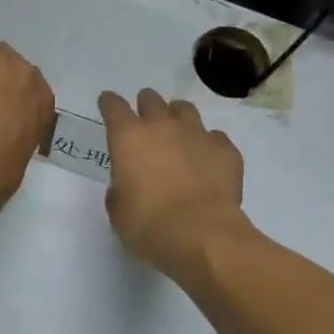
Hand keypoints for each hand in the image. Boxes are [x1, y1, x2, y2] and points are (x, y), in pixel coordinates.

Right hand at [97, 89, 247, 278]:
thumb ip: (119, 190)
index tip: (108, 102)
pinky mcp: (225, 150)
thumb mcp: (119, 211)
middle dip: (146, 105)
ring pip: (185, 110)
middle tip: (146, 119)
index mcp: (129, 138)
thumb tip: (127, 185)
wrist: (200, 233)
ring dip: (178, 117)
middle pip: (151, 100)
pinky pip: (216, 138)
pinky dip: (209, 145)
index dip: (109, 103)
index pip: (114, 107)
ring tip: (179, 133)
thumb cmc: (148, 224)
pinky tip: (209, 160)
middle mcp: (163, 126)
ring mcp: (197, 134)